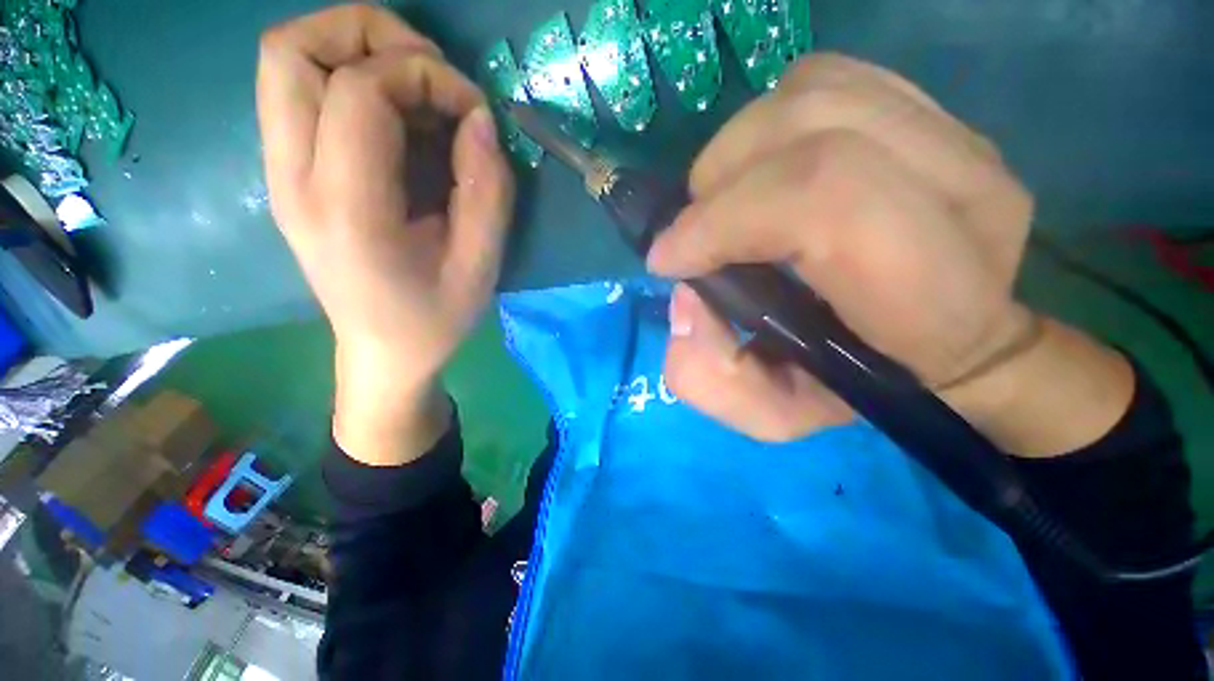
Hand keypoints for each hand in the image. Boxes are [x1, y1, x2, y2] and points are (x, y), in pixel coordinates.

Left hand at [257, 6, 514, 462]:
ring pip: (286, 60)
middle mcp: (293, 180)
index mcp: (346, 211)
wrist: (383, 352)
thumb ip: (487, 191)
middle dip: (369, 33)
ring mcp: (281, 174)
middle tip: (430, 71)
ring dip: (356, 49)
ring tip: (416, 88)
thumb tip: (480, 119)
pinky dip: (351, 78)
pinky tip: (398, 118)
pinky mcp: (289, 174)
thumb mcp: (481, 266)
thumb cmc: (435, 319)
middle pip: (290, 49)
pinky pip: (301, 91)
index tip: (473, 111)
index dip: (425, 76)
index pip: (360, 90)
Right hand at [649, 55, 1131, 453]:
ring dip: (737, 150)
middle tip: (694, 233)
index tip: (670, 260)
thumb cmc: (861, 389)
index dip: (723, 221)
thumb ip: (710, 376)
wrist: (952, 345)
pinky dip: (770, 118)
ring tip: (722, 203)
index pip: (821, 200)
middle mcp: (960, 194)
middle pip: (812, 130)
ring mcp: (958, 138)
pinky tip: (761, 168)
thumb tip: (684, 299)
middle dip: (718, 185)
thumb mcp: (773, 414)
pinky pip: (828, 79)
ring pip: (814, 95)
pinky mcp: (935, 112)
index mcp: (928, 292)